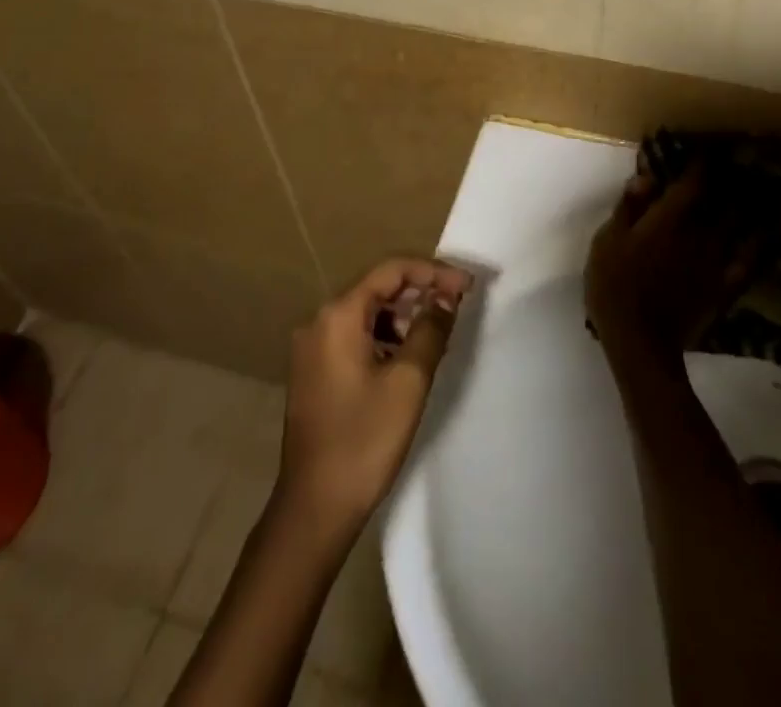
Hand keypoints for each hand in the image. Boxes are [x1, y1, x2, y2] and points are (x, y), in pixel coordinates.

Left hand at [277, 257, 471, 529]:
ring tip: (438, 333)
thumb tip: (446, 297)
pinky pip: (355, 336)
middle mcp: (319, 321)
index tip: (468, 286)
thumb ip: (430, 329)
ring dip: (403, 316)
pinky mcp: (314, 372)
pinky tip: (408, 357)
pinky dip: (384, 337)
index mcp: (338, 315)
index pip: (392, 271)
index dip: (433, 272)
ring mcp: (312, 348)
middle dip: (420, 291)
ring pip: (367, 314)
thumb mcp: (409, 380)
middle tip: (458, 305)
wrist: (314, 509)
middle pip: (378, 288)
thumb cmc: (364, 440)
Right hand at [586, 165, 756, 371]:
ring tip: (757, 189)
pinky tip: (766, 233)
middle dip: (731, 178)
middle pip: (723, 199)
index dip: (702, 163)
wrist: (639, 342)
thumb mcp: (607, 240)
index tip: (708, 148)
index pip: (692, 182)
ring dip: (749, 204)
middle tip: (739, 162)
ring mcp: (715, 261)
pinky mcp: (724, 287)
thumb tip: (646, 176)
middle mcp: (698, 233)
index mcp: (668, 219)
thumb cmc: (614, 286)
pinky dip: (760, 244)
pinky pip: (749, 261)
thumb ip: (628, 207)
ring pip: (740, 225)